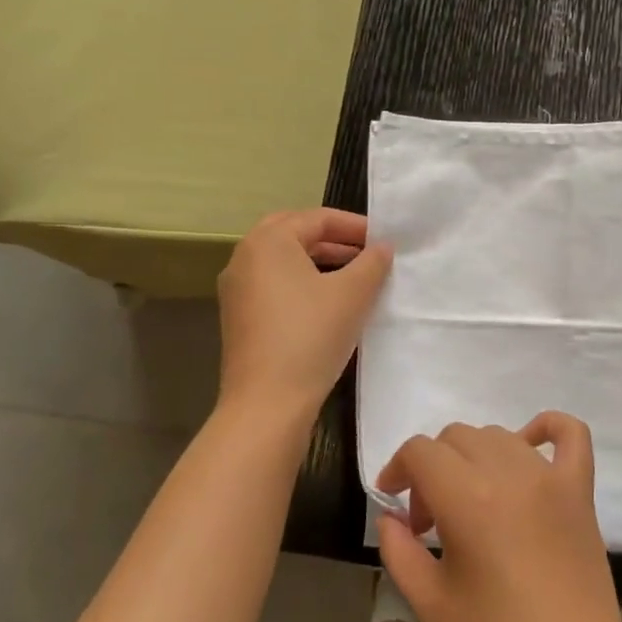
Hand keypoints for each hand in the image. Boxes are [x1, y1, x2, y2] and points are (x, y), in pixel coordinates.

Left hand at [216, 208, 392, 414]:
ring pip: (283, 261)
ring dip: (318, 260)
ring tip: (354, 274)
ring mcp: (237, 290)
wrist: (267, 402)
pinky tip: (329, 302)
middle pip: (294, 233)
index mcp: (268, 242)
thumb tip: (383, 247)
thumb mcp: (352, 294)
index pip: (317, 218)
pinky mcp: (239, 317)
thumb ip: (372, 262)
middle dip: (333, 238)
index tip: (384, 240)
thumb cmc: (311, 335)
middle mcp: (245, 258)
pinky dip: (302, 282)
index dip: (355, 226)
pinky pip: (274, 284)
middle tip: (366, 250)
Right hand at [375, 412, 621, 621]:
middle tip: (430, 521)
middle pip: (456, 437)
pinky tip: (528, 448)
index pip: (420, 451)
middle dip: (431, 469)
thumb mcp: (430, 604)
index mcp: (467, 498)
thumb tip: (390, 516)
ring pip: (499, 434)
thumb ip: (398, 550)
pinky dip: (546, 428)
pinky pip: (568, 433)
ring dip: (473, 457)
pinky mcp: (580, 488)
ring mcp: (550, 476)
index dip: (397, 469)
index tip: (392, 503)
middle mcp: (509, 472)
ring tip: (471, 503)